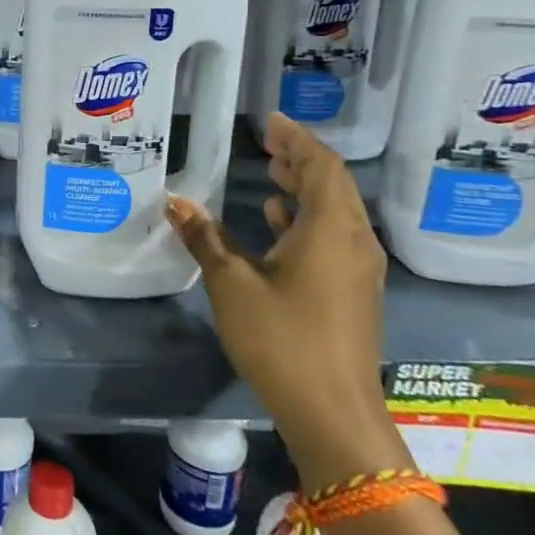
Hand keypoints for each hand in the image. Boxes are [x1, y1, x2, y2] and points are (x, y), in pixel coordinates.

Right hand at [166, 112, 410, 489]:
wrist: (333, 412)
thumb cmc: (281, 339)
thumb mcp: (232, 284)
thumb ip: (205, 237)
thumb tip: (175, 201)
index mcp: (329, 231)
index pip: (321, 167)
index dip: (296, 139)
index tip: (269, 121)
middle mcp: (353, 241)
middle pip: (334, 185)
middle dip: (301, 159)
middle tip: (267, 142)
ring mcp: (359, 269)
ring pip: (337, 211)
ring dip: (306, 187)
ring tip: (272, 172)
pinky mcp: (355, 291)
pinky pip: (335, 235)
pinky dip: (308, 217)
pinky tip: (279, 222)